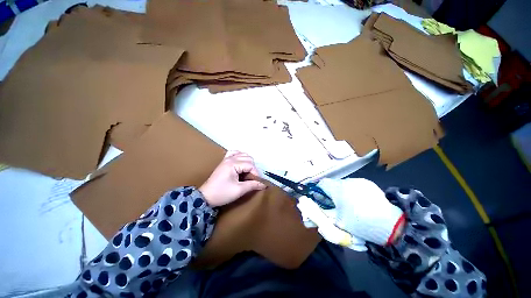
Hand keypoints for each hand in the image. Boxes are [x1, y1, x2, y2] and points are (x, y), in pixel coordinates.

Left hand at [199, 151, 266, 206]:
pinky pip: (234, 153)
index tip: (257, 182)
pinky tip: (241, 162)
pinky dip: (240, 156)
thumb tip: (263, 184)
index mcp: (233, 164)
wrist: (205, 197)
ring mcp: (226, 159)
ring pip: (243, 154)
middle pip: (248, 158)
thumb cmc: (222, 193)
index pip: (250, 165)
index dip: (256, 173)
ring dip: (248, 162)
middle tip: (252, 178)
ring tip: (248, 172)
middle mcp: (230, 159)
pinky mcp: (224, 161)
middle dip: (253, 168)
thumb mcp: (239, 190)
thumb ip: (252, 185)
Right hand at [317, 178, 404, 246]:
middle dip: (330, 194)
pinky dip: (351, 192)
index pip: (321, 183)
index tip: (320, 201)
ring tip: (348, 205)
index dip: (318, 191)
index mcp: (338, 189)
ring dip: (341, 192)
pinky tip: (359, 202)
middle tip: (334, 206)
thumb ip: (323, 216)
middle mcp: (347, 181)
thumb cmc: (361, 223)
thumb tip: (311, 214)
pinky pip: (353, 185)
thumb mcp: (338, 223)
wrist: (392, 225)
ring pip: (343, 184)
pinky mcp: (368, 183)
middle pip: (332, 184)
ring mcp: (359, 181)